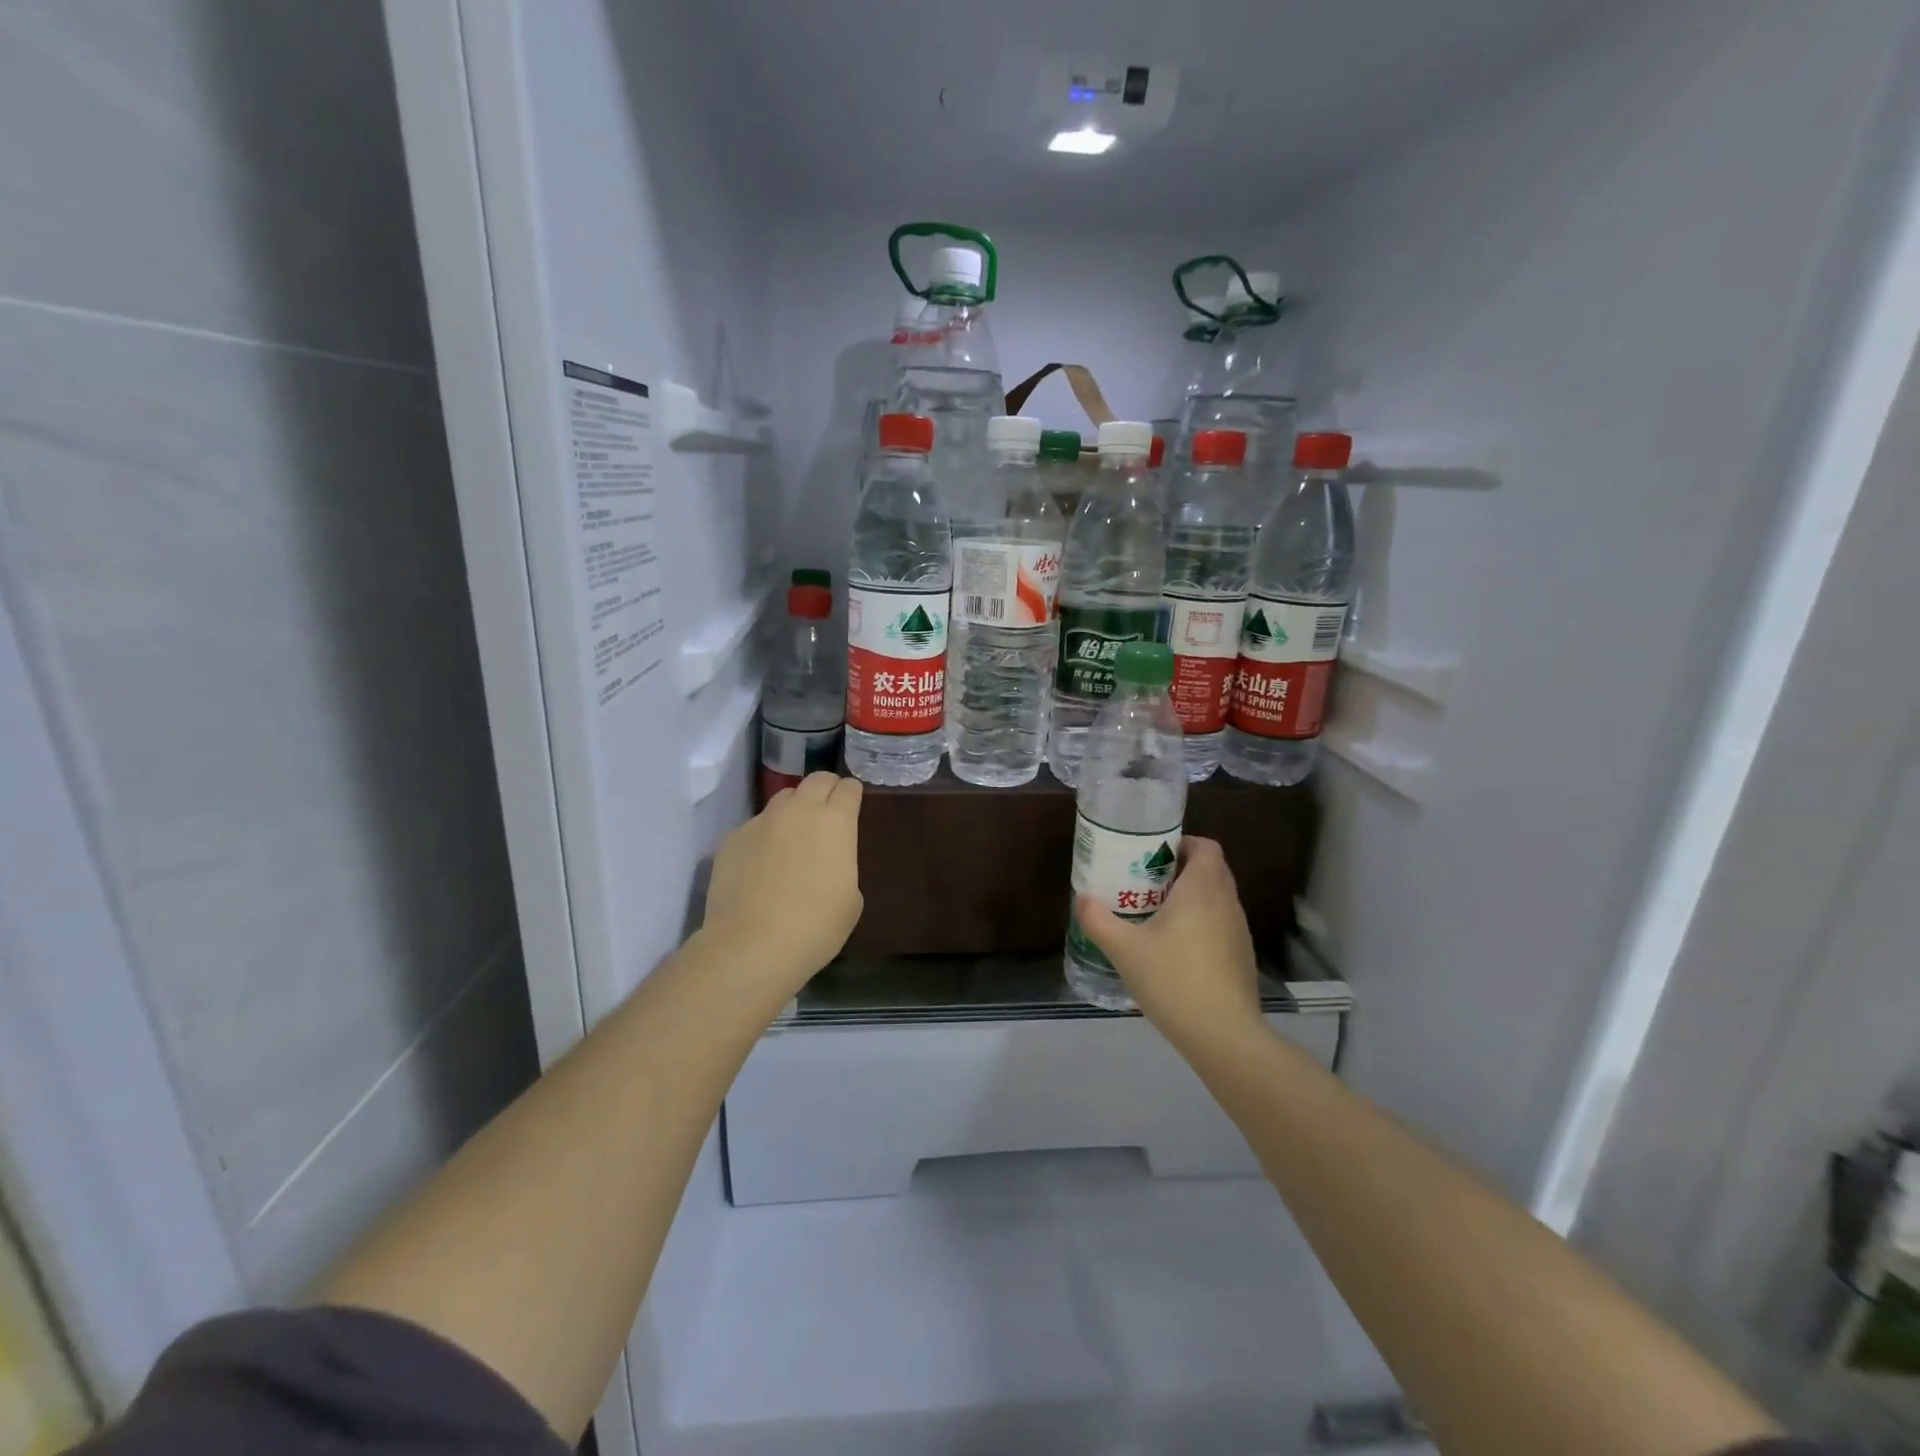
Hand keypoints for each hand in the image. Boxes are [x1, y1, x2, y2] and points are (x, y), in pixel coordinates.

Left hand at [702, 773, 862, 1000]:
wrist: (752, 946)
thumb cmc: (816, 927)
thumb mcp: (851, 898)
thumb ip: (842, 865)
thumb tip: (827, 861)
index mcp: (836, 822)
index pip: (848, 788)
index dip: (852, 794)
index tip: (852, 805)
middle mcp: (799, 810)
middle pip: (816, 780)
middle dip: (826, 789)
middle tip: (827, 811)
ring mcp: (761, 821)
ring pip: (783, 798)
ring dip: (794, 808)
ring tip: (793, 836)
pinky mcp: (732, 838)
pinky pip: (755, 826)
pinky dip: (764, 836)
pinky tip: (761, 865)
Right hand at [1074, 837, 1261, 1044]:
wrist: (1224, 1035)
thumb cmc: (1174, 979)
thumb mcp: (1124, 949)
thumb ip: (1098, 920)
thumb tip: (1082, 898)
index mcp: (1203, 888)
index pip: (1205, 846)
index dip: (1181, 843)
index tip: (1151, 855)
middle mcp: (1227, 902)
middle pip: (1209, 870)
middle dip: (1178, 870)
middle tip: (1143, 882)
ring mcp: (1239, 931)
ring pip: (1215, 899)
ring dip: (1189, 899)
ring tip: (1153, 915)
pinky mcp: (1241, 957)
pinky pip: (1219, 925)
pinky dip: (1199, 924)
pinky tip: (1173, 950)